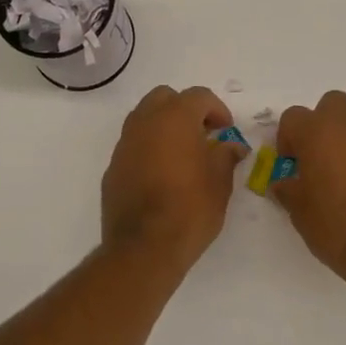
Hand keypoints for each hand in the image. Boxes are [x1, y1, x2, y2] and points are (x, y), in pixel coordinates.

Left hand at [100, 85, 244, 269]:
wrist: (144, 248)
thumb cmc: (190, 209)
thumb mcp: (220, 183)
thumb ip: (226, 156)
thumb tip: (232, 147)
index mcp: (175, 118)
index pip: (199, 96)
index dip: (217, 109)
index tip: (226, 131)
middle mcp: (145, 123)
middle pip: (165, 98)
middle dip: (185, 109)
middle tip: (203, 134)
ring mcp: (124, 144)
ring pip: (144, 118)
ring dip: (164, 126)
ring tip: (182, 152)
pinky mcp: (113, 167)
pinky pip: (133, 144)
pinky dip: (148, 148)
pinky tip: (161, 173)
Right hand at [273, 91, 345, 282]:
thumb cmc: (337, 228)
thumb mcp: (299, 212)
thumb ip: (288, 189)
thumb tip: (284, 183)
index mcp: (319, 132)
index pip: (293, 117)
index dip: (288, 139)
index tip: (292, 165)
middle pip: (333, 104)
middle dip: (323, 124)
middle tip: (320, 158)